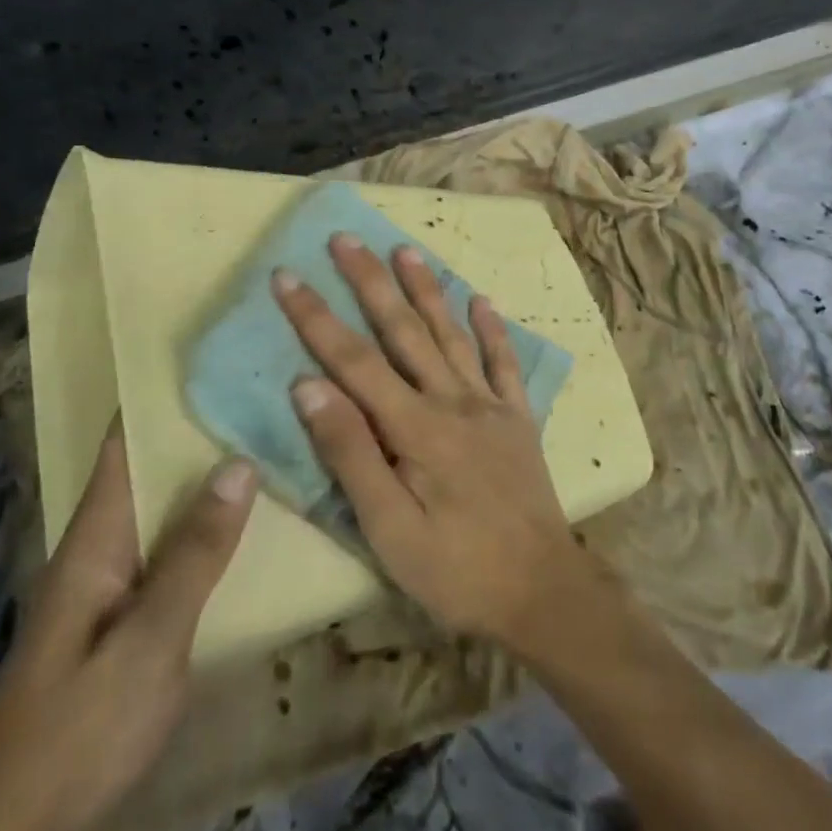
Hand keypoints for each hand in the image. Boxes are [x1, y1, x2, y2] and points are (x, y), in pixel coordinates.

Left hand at [0, 428, 255, 830]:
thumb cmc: (78, 733)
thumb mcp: (147, 643)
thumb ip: (193, 555)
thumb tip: (237, 461)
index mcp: (93, 541)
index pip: (123, 445)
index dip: (159, 397)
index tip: (211, 356)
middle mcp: (99, 552)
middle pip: (148, 474)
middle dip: (197, 432)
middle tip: (261, 393)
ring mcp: (109, 592)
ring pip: (162, 514)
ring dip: (204, 481)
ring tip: (266, 444)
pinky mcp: (123, 627)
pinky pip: (169, 555)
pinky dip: (204, 531)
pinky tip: (245, 530)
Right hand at [270, 233, 590, 648]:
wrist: (543, 592)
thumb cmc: (456, 569)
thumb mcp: (389, 528)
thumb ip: (350, 453)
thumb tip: (308, 386)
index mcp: (416, 427)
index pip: (354, 360)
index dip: (316, 317)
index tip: (287, 276)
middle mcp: (453, 400)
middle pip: (404, 330)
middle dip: (370, 282)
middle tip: (345, 238)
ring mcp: (490, 405)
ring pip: (451, 334)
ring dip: (426, 289)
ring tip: (404, 250)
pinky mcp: (518, 417)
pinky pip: (505, 362)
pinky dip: (492, 329)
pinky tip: (482, 300)